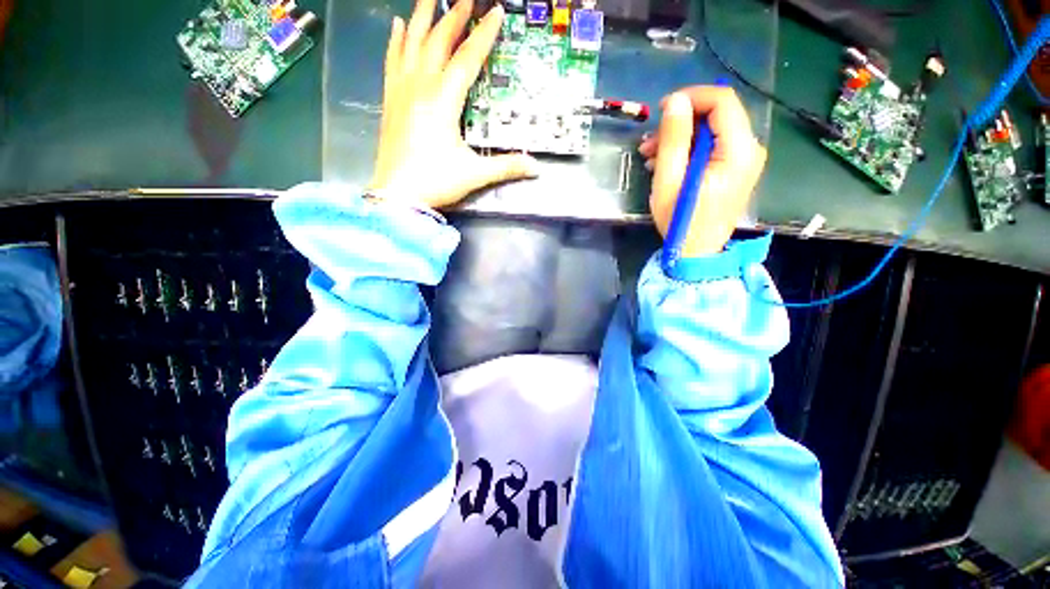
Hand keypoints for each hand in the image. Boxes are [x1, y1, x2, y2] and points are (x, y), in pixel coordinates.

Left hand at [370, 0, 539, 208]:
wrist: (397, 195)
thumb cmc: (435, 182)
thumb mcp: (475, 175)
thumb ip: (506, 167)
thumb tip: (535, 168)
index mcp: (443, 101)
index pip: (467, 59)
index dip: (483, 35)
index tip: (495, 12)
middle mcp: (421, 87)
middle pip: (438, 40)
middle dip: (454, 15)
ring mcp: (401, 91)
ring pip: (411, 43)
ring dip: (422, 16)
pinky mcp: (390, 100)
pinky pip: (391, 61)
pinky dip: (395, 41)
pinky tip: (397, 25)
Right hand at [639, 87, 766, 255]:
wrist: (697, 252)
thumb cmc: (681, 221)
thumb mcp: (669, 181)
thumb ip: (674, 139)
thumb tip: (675, 102)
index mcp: (738, 151)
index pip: (723, 101)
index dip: (692, 97)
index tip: (662, 109)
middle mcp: (749, 149)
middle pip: (717, 116)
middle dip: (681, 123)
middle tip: (649, 141)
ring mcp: (743, 160)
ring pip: (711, 131)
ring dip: (680, 138)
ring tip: (650, 156)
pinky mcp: (734, 169)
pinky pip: (712, 147)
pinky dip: (688, 150)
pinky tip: (665, 163)